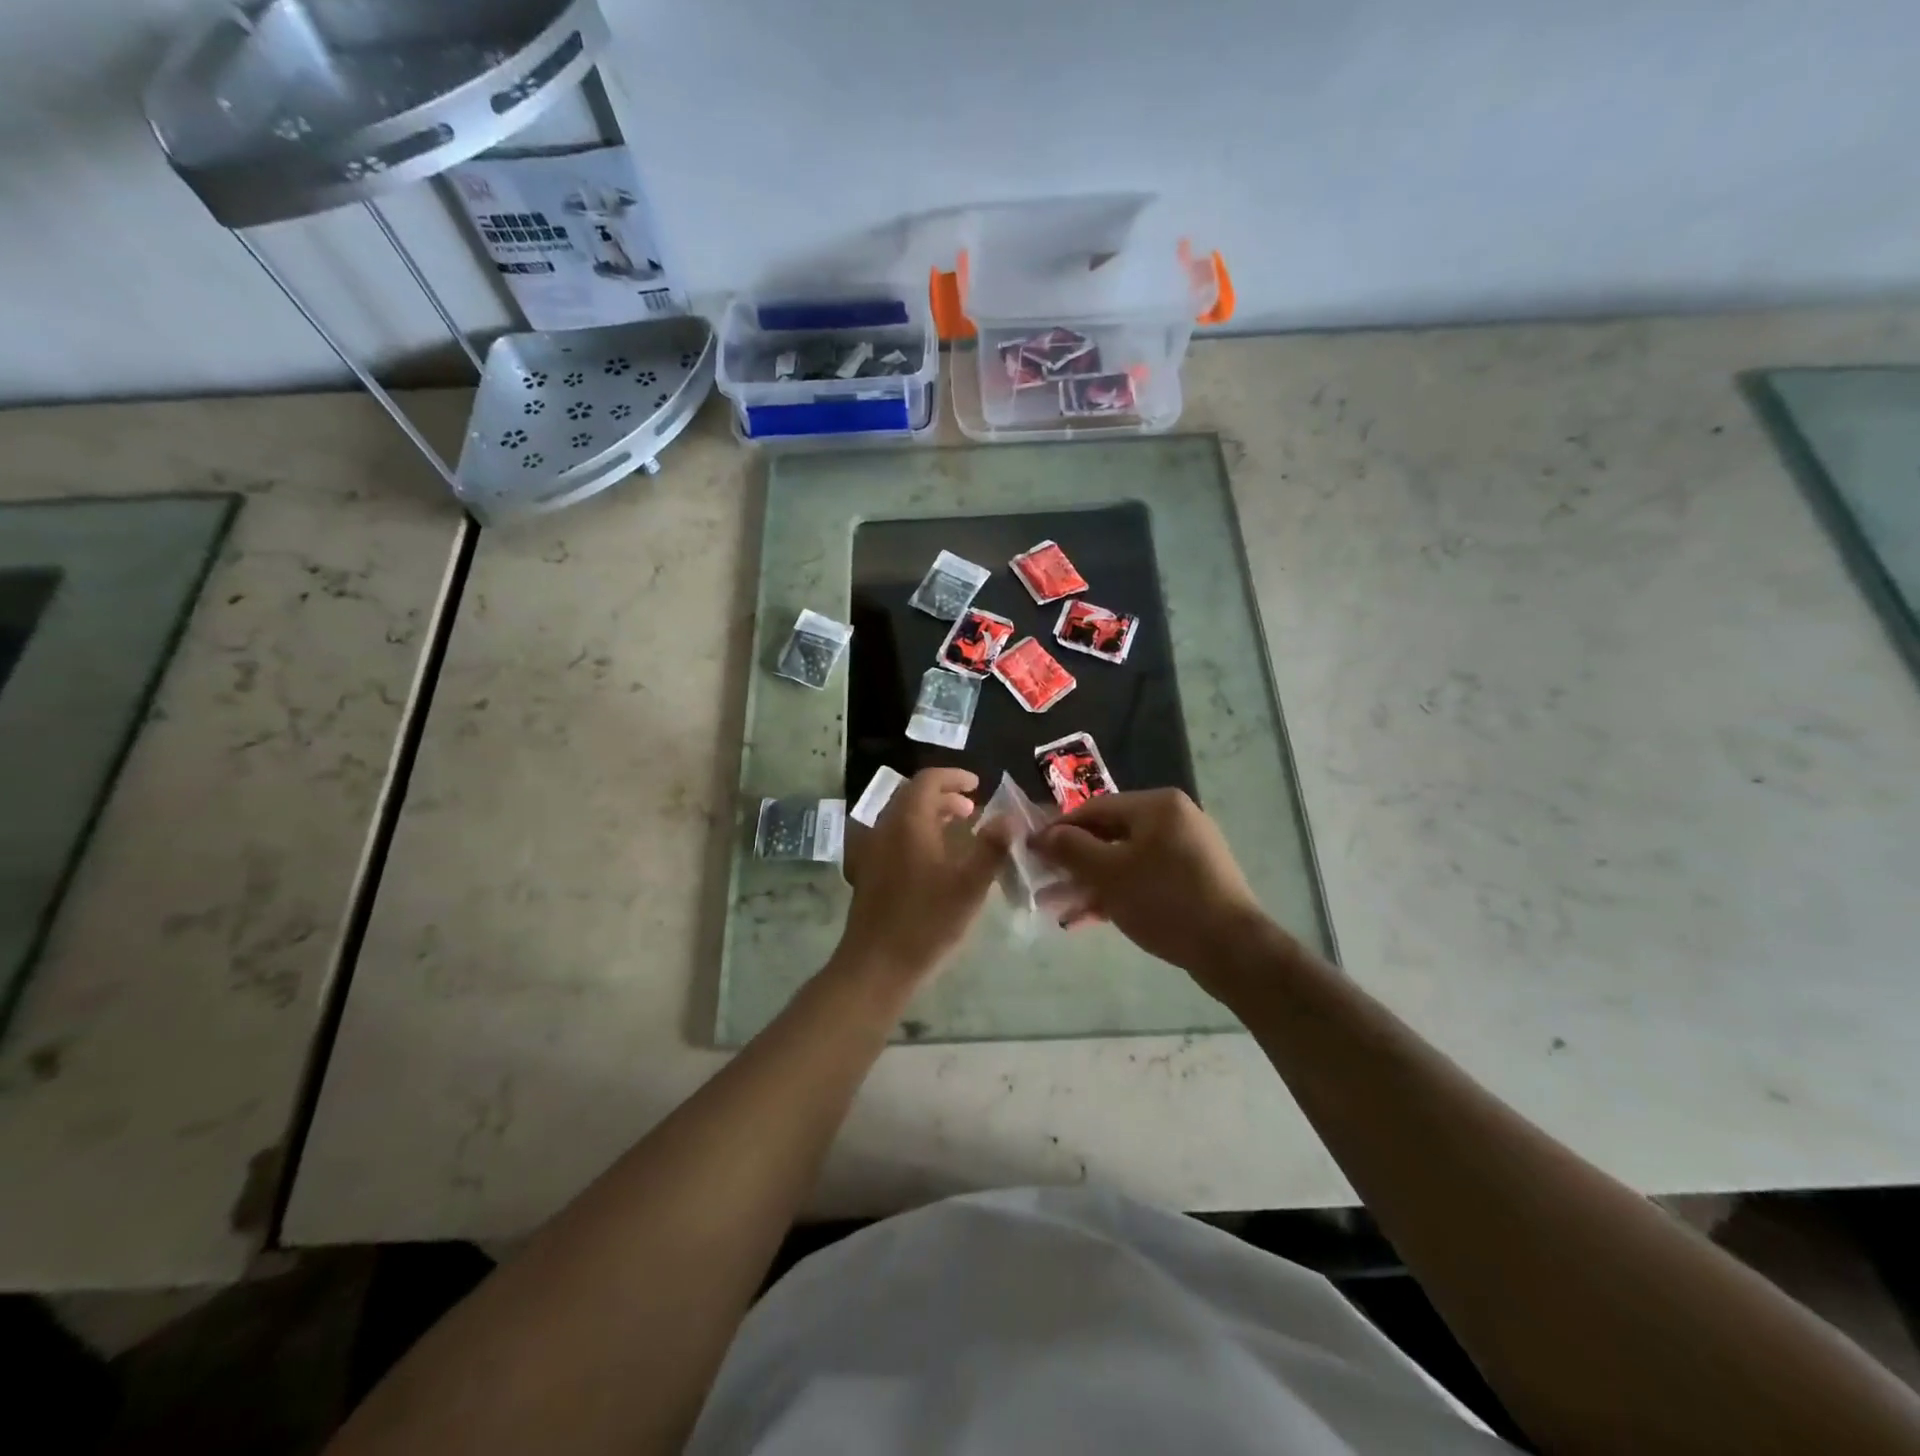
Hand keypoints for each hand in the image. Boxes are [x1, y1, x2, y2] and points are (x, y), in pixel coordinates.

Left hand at [834, 768, 1012, 990]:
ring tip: (957, 831)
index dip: (954, 777)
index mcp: (908, 823)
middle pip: (912, 796)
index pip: (927, 780)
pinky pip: (892, 837)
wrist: (876, 965)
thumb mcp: (969, 885)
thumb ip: (991, 848)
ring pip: (901, 817)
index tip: (977, 785)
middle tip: (972, 809)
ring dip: (929, 815)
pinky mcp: (866, 872)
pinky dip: (915, 834)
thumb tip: (1010, 819)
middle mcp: (884, 828)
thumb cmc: (926, 922)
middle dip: (943, 796)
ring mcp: (871, 850)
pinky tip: (932, 860)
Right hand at [1030, 789, 1276, 984]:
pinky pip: (1143, 878)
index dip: (1059, 829)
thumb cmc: (1165, 901)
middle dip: (1073, 861)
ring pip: (1124, 860)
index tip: (1031, 851)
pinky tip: (1088, 917)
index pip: (1094, 808)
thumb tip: (1042, 835)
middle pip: (1109, 834)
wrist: (1233, 950)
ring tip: (1058, 906)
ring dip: (1090, 882)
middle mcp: (1174, 819)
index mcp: (1157, 806)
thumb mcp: (1109, 874)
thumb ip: (1072, 849)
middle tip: (1043, 883)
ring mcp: (1186, 850)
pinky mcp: (1192, 880)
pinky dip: (1116, 892)